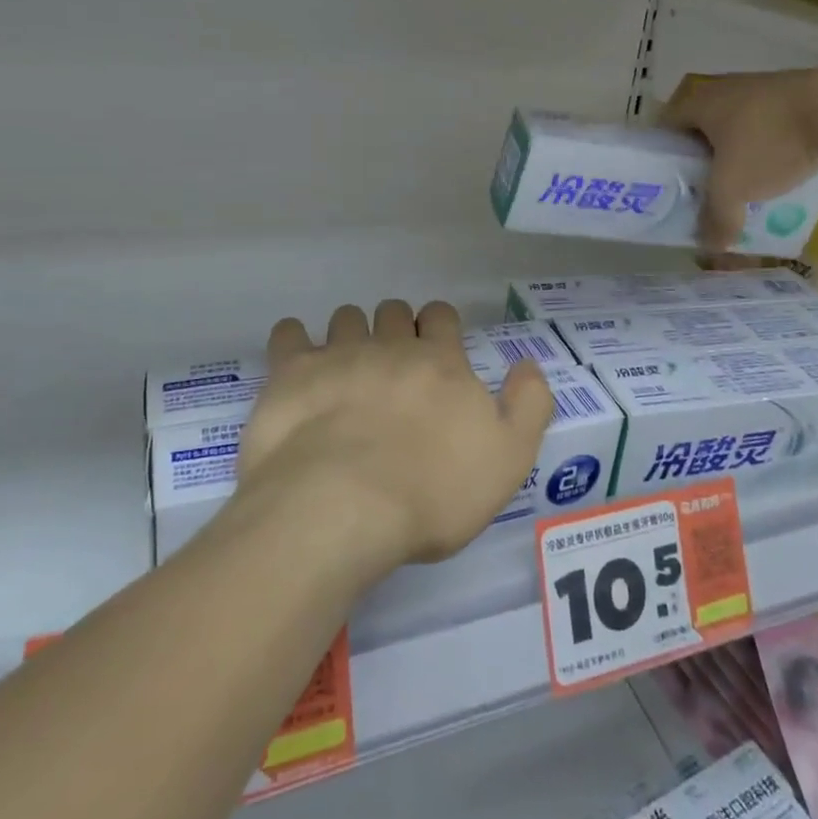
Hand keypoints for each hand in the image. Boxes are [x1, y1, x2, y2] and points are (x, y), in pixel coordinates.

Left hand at [235, 300, 553, 578]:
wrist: (343, 507)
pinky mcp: (291, 375)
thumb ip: (528, 405)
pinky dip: (293, 339)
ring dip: (350, 332)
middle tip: (391, 363)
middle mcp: (390, 347)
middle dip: (394, 327)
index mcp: (440, 362)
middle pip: (393, 312)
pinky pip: (289, 334)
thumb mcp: (508, 459)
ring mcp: (338, 355)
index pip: (441, 316)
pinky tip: (297, 359)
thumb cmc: (432, 491)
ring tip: (346, 364)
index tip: (434, 347)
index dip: (439, 325)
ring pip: (346, 318)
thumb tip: (528, 365)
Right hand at [663, 66, 817, 248]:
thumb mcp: (734, 188)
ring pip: (738, 127)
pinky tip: (780, 173)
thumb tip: (708, 247)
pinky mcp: (797, 96)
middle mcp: (726, 88)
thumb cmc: (770, 143)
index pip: (666, 126)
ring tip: (743, 187)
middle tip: (705, 191)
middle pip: (702, 127)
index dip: (663, 156)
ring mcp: (763, 88)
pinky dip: (769, 148)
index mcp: (700, 101)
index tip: (669, 184)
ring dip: (738, 155)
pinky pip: (770, 126)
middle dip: (703, 159)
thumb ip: (716, 218)